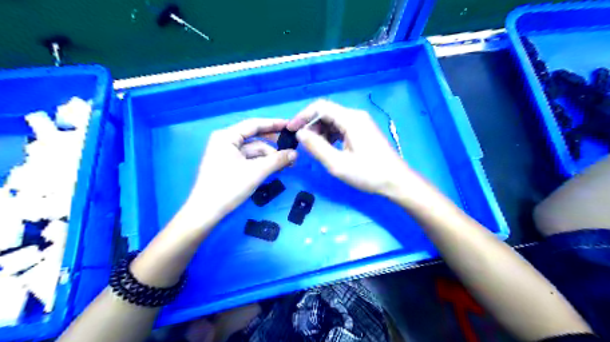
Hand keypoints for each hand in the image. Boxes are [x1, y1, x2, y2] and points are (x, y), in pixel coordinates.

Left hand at [188, 119, 298, 222]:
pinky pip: (249, 159)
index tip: (291, 126)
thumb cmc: (229, 187)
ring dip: (269, 157)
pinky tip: (274, 169)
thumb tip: (296, 154)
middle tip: (292, 149)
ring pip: (253, 151)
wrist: (206, 212)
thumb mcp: (256, 172)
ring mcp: (226, 154)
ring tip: (286, 165)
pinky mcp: (228, 165)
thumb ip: (277, 160)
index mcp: (227, 137)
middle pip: (255, 138)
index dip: (274, 124)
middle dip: (273, 145)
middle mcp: (226, 141)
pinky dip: (261, 163)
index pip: (254, 124)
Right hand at [288, 99, 413, 198]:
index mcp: (350, 119)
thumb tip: (300, 133)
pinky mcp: (363, 131)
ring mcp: (361, 123)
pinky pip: (341, 128)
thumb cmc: (368, 173)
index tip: (291, 130)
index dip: (302, 116)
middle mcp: (356, 116)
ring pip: (333, 120)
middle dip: (311, 125)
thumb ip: (316, 147)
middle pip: (327, 112)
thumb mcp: (337, 163)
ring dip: (320, 131)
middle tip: (303, 143)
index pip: (320, 106)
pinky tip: (327, 148)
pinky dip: (330, 135)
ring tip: (314, 148)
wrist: (396, 181)